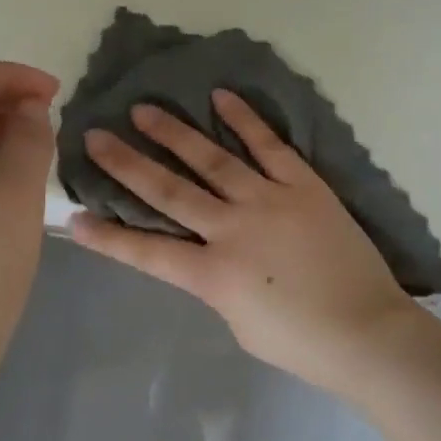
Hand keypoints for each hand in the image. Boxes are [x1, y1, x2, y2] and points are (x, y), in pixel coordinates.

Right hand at [67, 91, 424, 391]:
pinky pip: (270, 146)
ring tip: (143, 109)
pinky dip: (245, 121)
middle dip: (128, 164)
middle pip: (170, 191)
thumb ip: (217, 283)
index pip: (147, 252)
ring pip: (213, 159)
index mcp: (213, 275)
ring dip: (175, 133)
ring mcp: (270, 201)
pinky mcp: (305, 185)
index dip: (107, 236)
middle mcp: (233, 229)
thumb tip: (209, 254)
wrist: (366, 328)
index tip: (73, 216)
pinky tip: (221, 98)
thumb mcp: (240, 322)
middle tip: (96, 136)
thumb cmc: (302, 343)